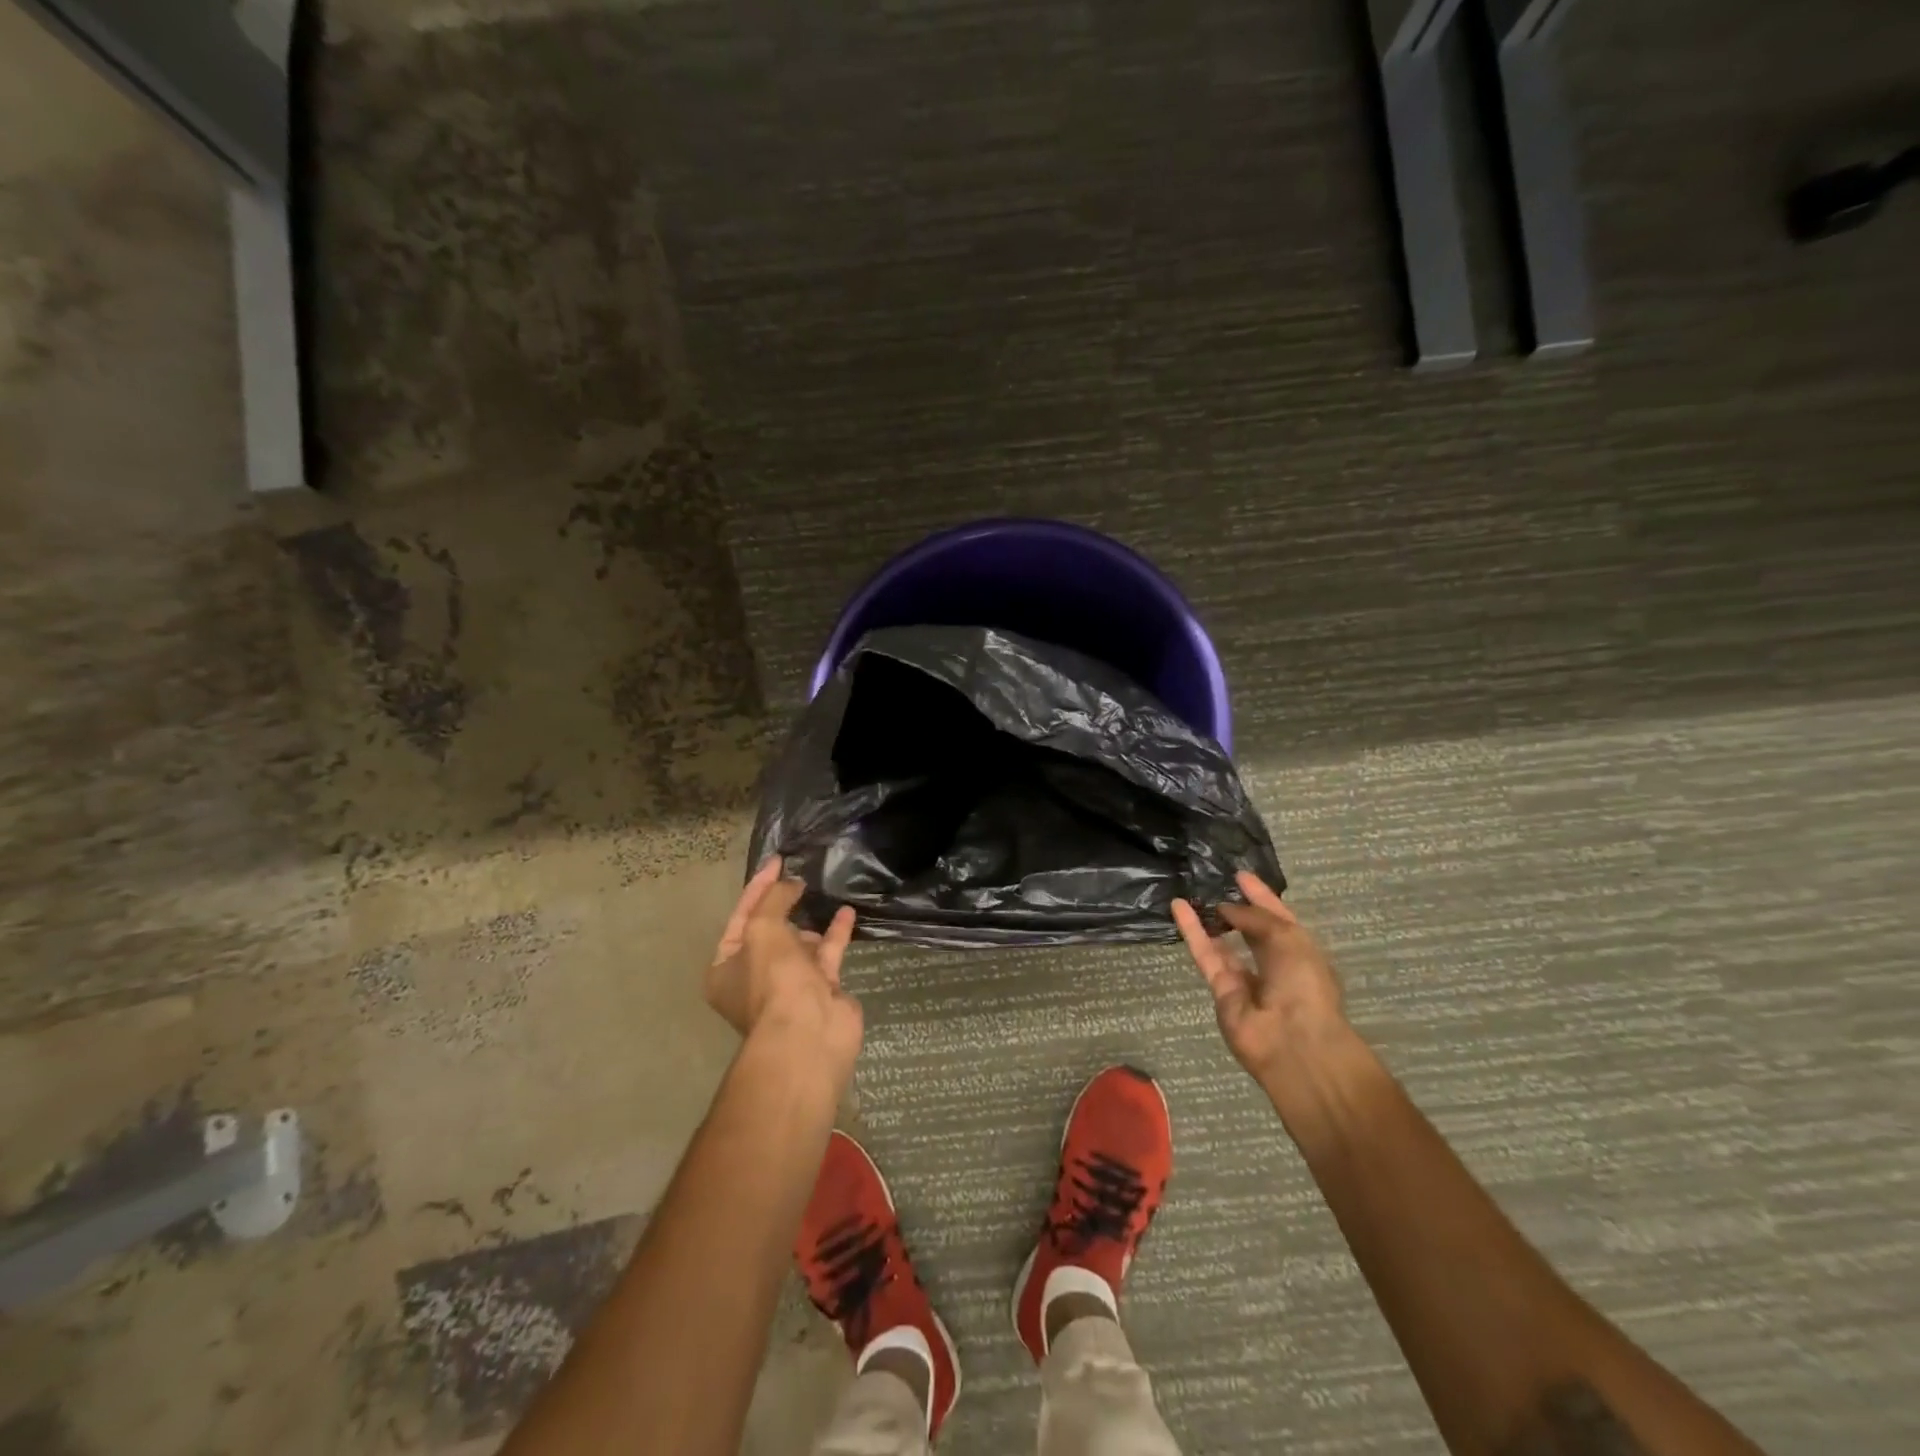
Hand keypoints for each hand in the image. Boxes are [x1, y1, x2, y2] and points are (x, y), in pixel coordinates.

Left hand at [705, 859, 861, 1074]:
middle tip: (801, 876)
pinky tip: (846, 911)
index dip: (759, 886)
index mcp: (726, 968)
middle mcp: (755, 977)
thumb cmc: (773, 980)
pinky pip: (827, 953)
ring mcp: (789, 985)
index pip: (741, 916)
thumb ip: (775, 900)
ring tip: (823, 891)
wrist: (809, 1034)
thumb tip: (791, 883)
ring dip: (810, 920)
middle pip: (769, 931)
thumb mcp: (764, 929)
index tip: (779, 861)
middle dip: (784, 904)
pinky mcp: (821, 989)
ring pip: (799, 943)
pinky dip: (836, 932)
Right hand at [1173, 871, 1347, 1085]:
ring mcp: (1247, 980)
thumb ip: (1255, 918)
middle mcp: (1275, 965)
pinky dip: (1192, 931)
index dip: (1261, 896)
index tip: (1239, 875)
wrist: (1294, 1043)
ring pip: (1224, 943)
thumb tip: (1226, 908)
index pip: (1278, 918)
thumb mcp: (1288, 938)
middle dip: (1236, 909)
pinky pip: (1206, 954)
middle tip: (1213, 882)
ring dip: (1210, 919)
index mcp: (1301, 952)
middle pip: (1251, 931)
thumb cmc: (1304, 984)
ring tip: (1191, 892)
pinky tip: (1178, 907)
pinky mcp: (1221, 990)